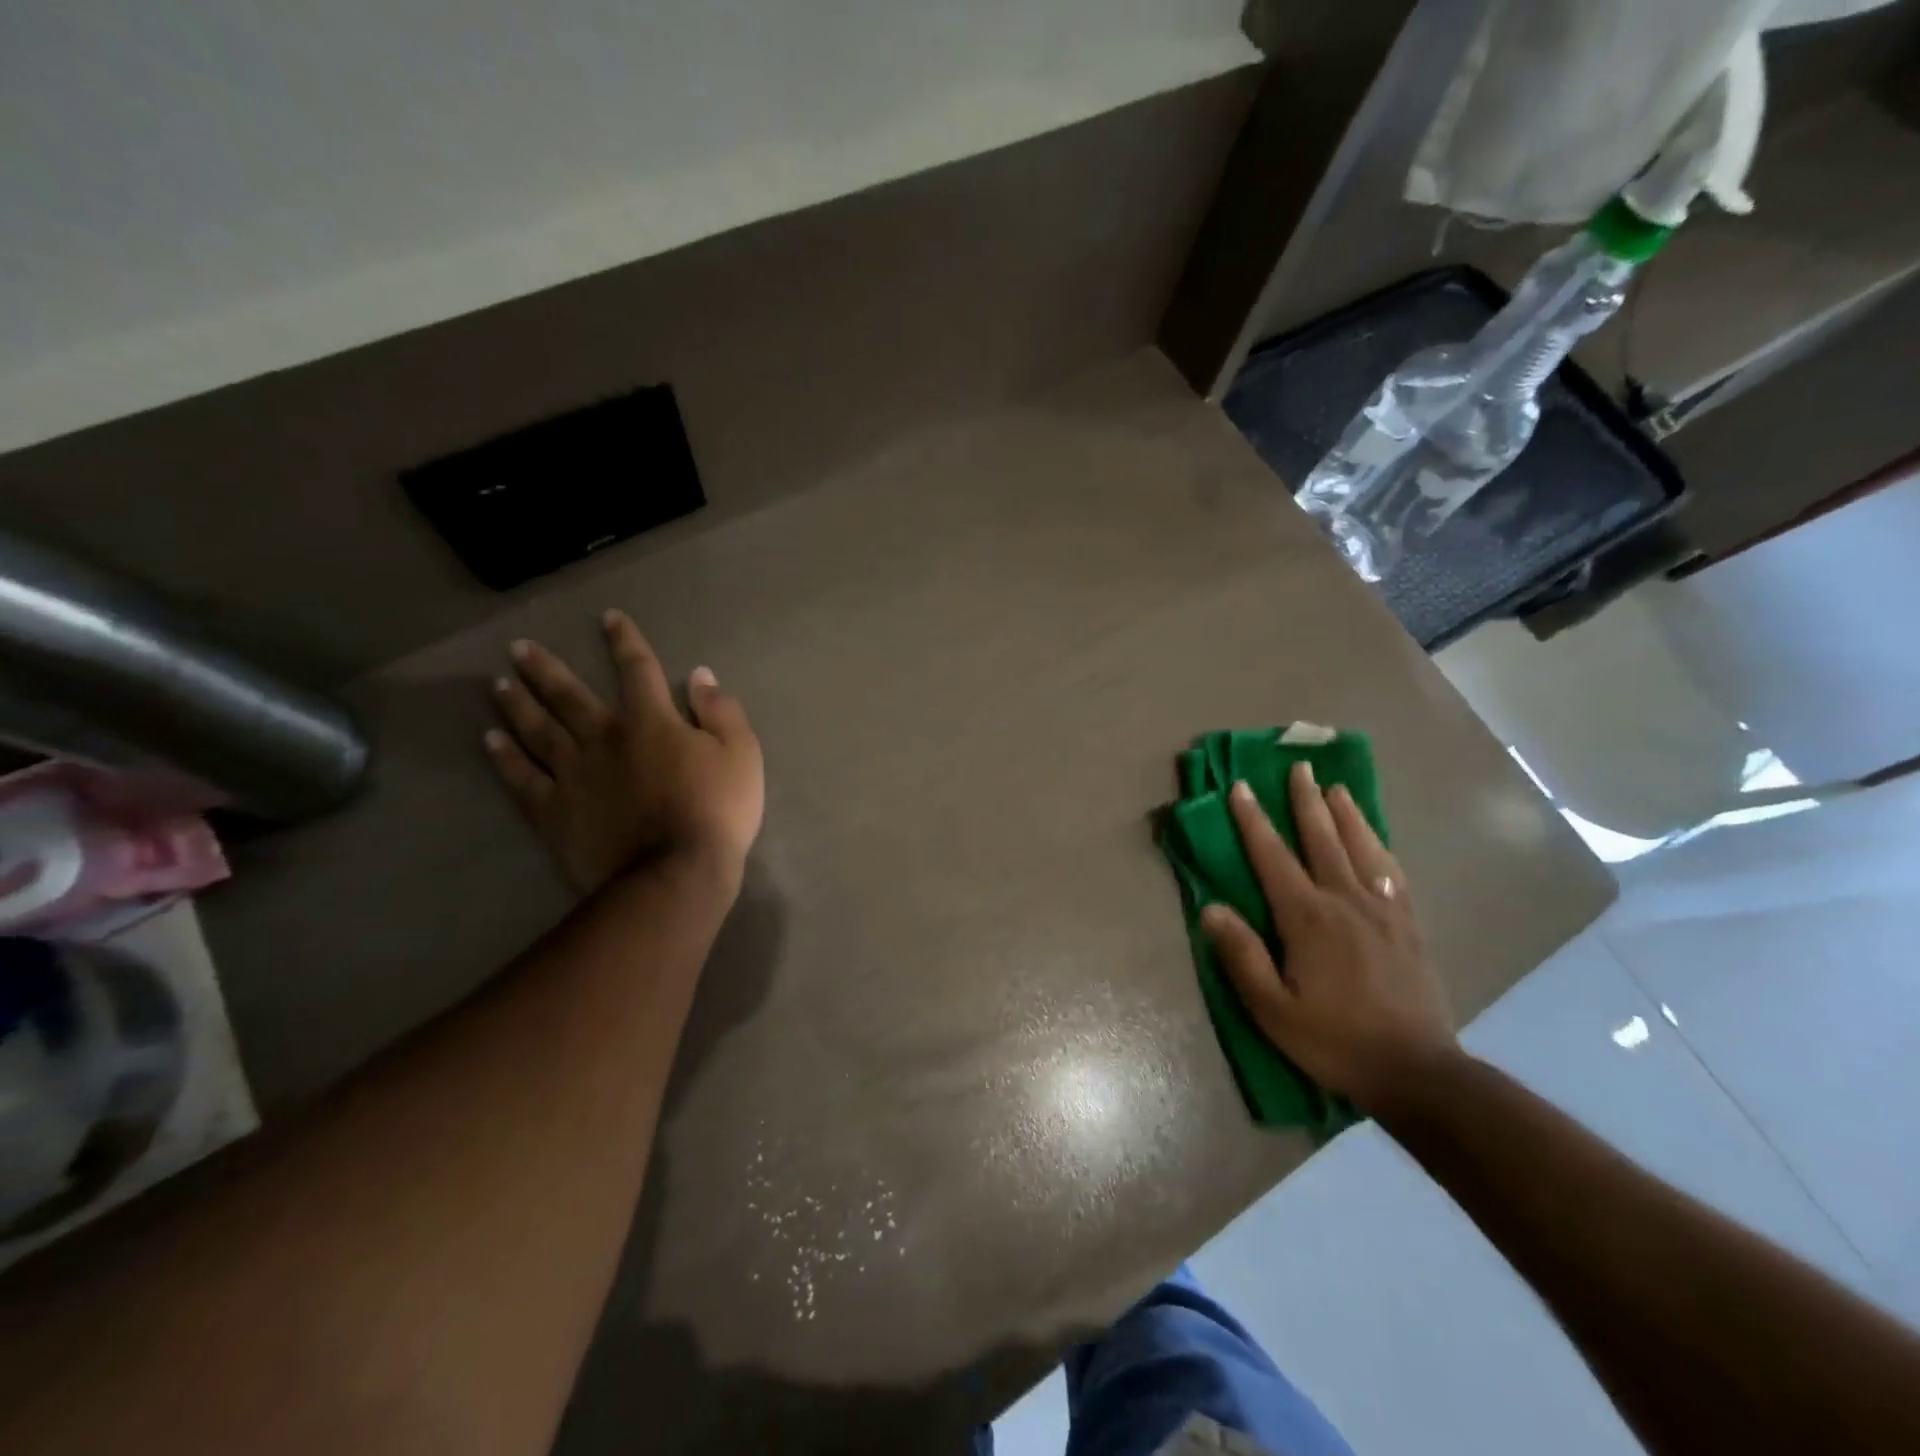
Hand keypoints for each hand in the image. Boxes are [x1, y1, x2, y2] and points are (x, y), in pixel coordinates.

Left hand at [483, 611, 763, 895]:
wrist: (675, 873)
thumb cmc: (717, 811)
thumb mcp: (741, 755)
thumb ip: (721, 711)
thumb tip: (700, 675)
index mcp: (651, 722)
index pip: (637, 670)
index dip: (624, 641)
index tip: (609, 618)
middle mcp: (604, 738)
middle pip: (569, 696)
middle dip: (544, 669)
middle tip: (518, 649)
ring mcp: (573, 775)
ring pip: (538, 730)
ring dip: (518, 704)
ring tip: (498, 684)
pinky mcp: (554, 811)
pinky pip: (523, 778)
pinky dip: (506, 757)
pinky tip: (491, 740)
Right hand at [1201, 761, 1457, 1111]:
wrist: (1418, 1072)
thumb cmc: (1334, 1040)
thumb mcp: (1272, 1009)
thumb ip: (1241, 955)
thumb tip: (1210, 907)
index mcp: (1307, 917)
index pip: (1272, 856)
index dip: (1253, 820)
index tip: (1240, 786)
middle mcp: (1346, 901)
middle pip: (1322, 838)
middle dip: (1306, 800)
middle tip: (1299, 766)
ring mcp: (1384, 910)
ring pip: (1362, 847)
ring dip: (1347, 813)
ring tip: (1337, 787)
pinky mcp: (1409, 925)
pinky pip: (1394, 872)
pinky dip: (1381, 847)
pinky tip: (1377, 840)